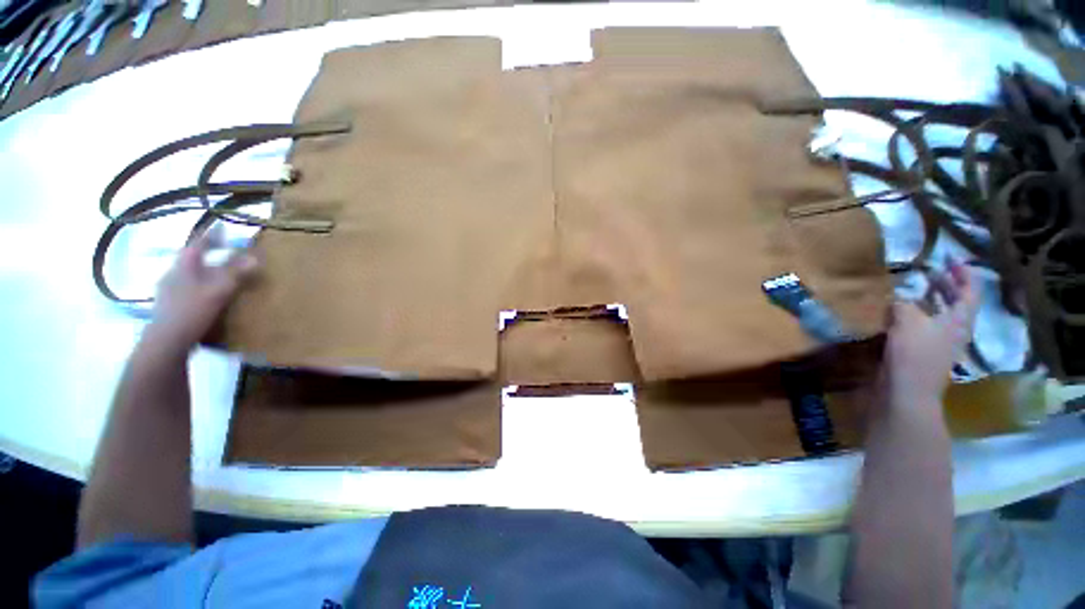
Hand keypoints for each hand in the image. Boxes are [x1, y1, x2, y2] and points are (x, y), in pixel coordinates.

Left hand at [145, 227, 258, 348]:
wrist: (166, 341)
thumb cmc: (192, 311)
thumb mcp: (218, 291)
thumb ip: (235, 273)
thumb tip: (255, 257)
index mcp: (184, 267)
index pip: (197, 245)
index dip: (211, 235)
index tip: (222, 227)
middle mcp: (173, 274)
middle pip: (191, 259)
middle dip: (207, 254)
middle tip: (222, 251)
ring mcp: (168, 290)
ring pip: (188, 274)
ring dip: (203, 271)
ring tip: (217, 274)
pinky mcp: (170, 305)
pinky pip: (187, 287)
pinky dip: (199, 285)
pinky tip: (205, 295)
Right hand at [879, 257, 978, 410]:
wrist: (906, 392)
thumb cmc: (914, 355)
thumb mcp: (908, 322)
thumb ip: (903, 305)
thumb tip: (898, 298)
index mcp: (959, 321)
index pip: (970, 292)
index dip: (963, 274)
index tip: (951, 259)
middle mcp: (955, 330)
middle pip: (957, 304)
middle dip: (946, 286)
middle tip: (931, 272)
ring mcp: (940, 343)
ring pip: (940, 316)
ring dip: (930, 301)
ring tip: (915, 290)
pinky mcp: (923, 352)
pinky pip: (924, 327)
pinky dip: (916, 316)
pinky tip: (900, 313)